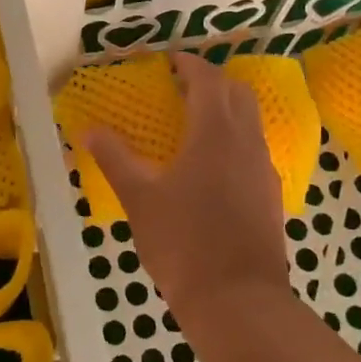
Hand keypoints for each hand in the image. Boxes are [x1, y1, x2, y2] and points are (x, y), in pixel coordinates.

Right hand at [84, 52, 290, 321]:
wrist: (238, 301)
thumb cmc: (183, 242)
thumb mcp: (140, 199)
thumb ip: (115, 159)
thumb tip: (89, 130)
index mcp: (214, 133)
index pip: (208, 80)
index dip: (189, 64)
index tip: (170, 61)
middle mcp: (246, 141)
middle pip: (238, 92)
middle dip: (213, 82)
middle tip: (182, 88)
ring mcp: (264, 169)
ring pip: (251, 121)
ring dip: (227, 110)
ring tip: (194, 125)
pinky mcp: (271, 195)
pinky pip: (254, 150)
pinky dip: (235, 141)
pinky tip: (213, 168)